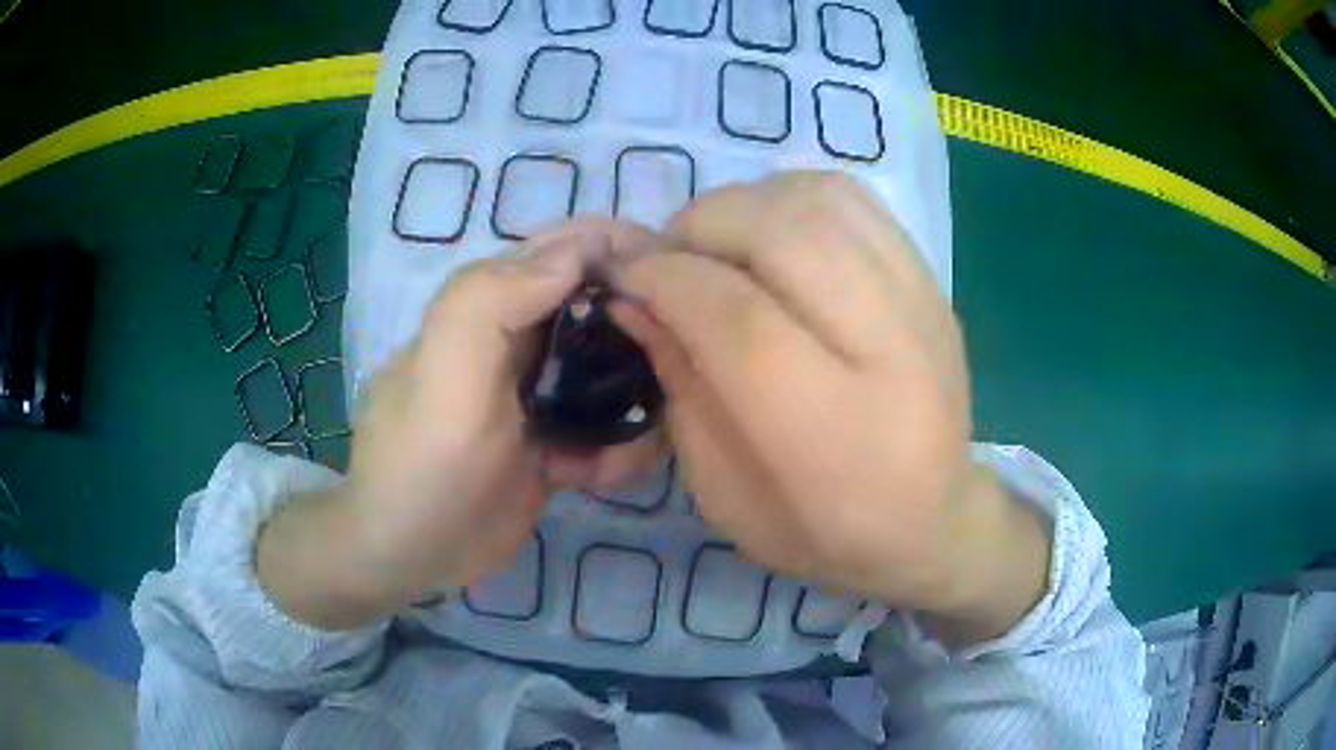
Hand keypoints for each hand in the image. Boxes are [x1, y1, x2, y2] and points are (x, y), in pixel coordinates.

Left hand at [257, 223, 662, 628]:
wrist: (407, 556)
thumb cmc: (422, 465)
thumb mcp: (444, 376)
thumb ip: (492, 300)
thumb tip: (579, 250)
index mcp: (491, 306)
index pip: (568, 249)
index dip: (625, 248)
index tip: (681, 276)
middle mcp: (518, 338)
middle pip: (601, 305)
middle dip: (647, 322)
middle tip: (687, 357)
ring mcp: (539, 394)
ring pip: (612, 369)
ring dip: (643, 390)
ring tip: (666, 418)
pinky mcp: (551, 443)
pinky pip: (603, 430)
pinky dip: (621, 446)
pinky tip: (626, 466)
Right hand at [607, 172, 1050, 644]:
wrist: (933, 521)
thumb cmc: (823, 530)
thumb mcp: (724, 492)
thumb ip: (680, 388)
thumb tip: (635, 299)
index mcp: (831, 429)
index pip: (735, 316)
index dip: (663, 279)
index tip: (621, 277)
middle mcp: (888, 352)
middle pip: (781, 234)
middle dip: (698, 228)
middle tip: (666, 259)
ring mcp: (920, 303)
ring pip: (817, 200)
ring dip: (743, 205)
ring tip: (716, 245)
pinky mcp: (929, 279)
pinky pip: (851, 199)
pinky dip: (790, 198)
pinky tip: (769, 235)